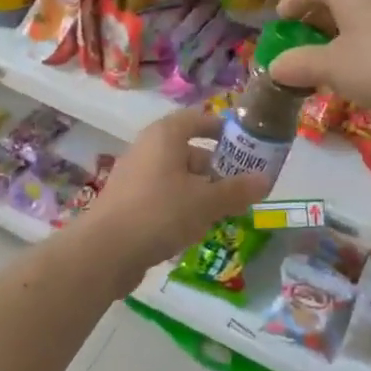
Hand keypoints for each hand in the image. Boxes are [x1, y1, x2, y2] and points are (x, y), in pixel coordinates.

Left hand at [83, 109, 270, 278]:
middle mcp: (147, 148)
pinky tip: (195, 229)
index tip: (246, 144)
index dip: (222, 128)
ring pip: (176, 176)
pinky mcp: (127, 202)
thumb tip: (266, 180)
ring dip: (201, 190)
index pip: (198, 118)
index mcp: (165, 135)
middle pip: (189, 150)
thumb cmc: (160, 212)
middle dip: (216, 167)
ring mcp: (134, 176)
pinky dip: (181, 206)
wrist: (105, 251)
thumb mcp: (206, 202)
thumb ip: (237, 190)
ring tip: (224, 212)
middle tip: (241, 186)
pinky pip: (162, 196)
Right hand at [270, 0, 370, 118]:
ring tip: (331, 54)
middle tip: (303, 39)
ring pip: (362, 6)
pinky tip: (365, 63)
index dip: (292, 2)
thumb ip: (298, 64)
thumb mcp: (332, 68)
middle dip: (316, 15)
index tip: (281, 22)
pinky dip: (365, 35)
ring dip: (342, 26)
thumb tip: (275, 67)